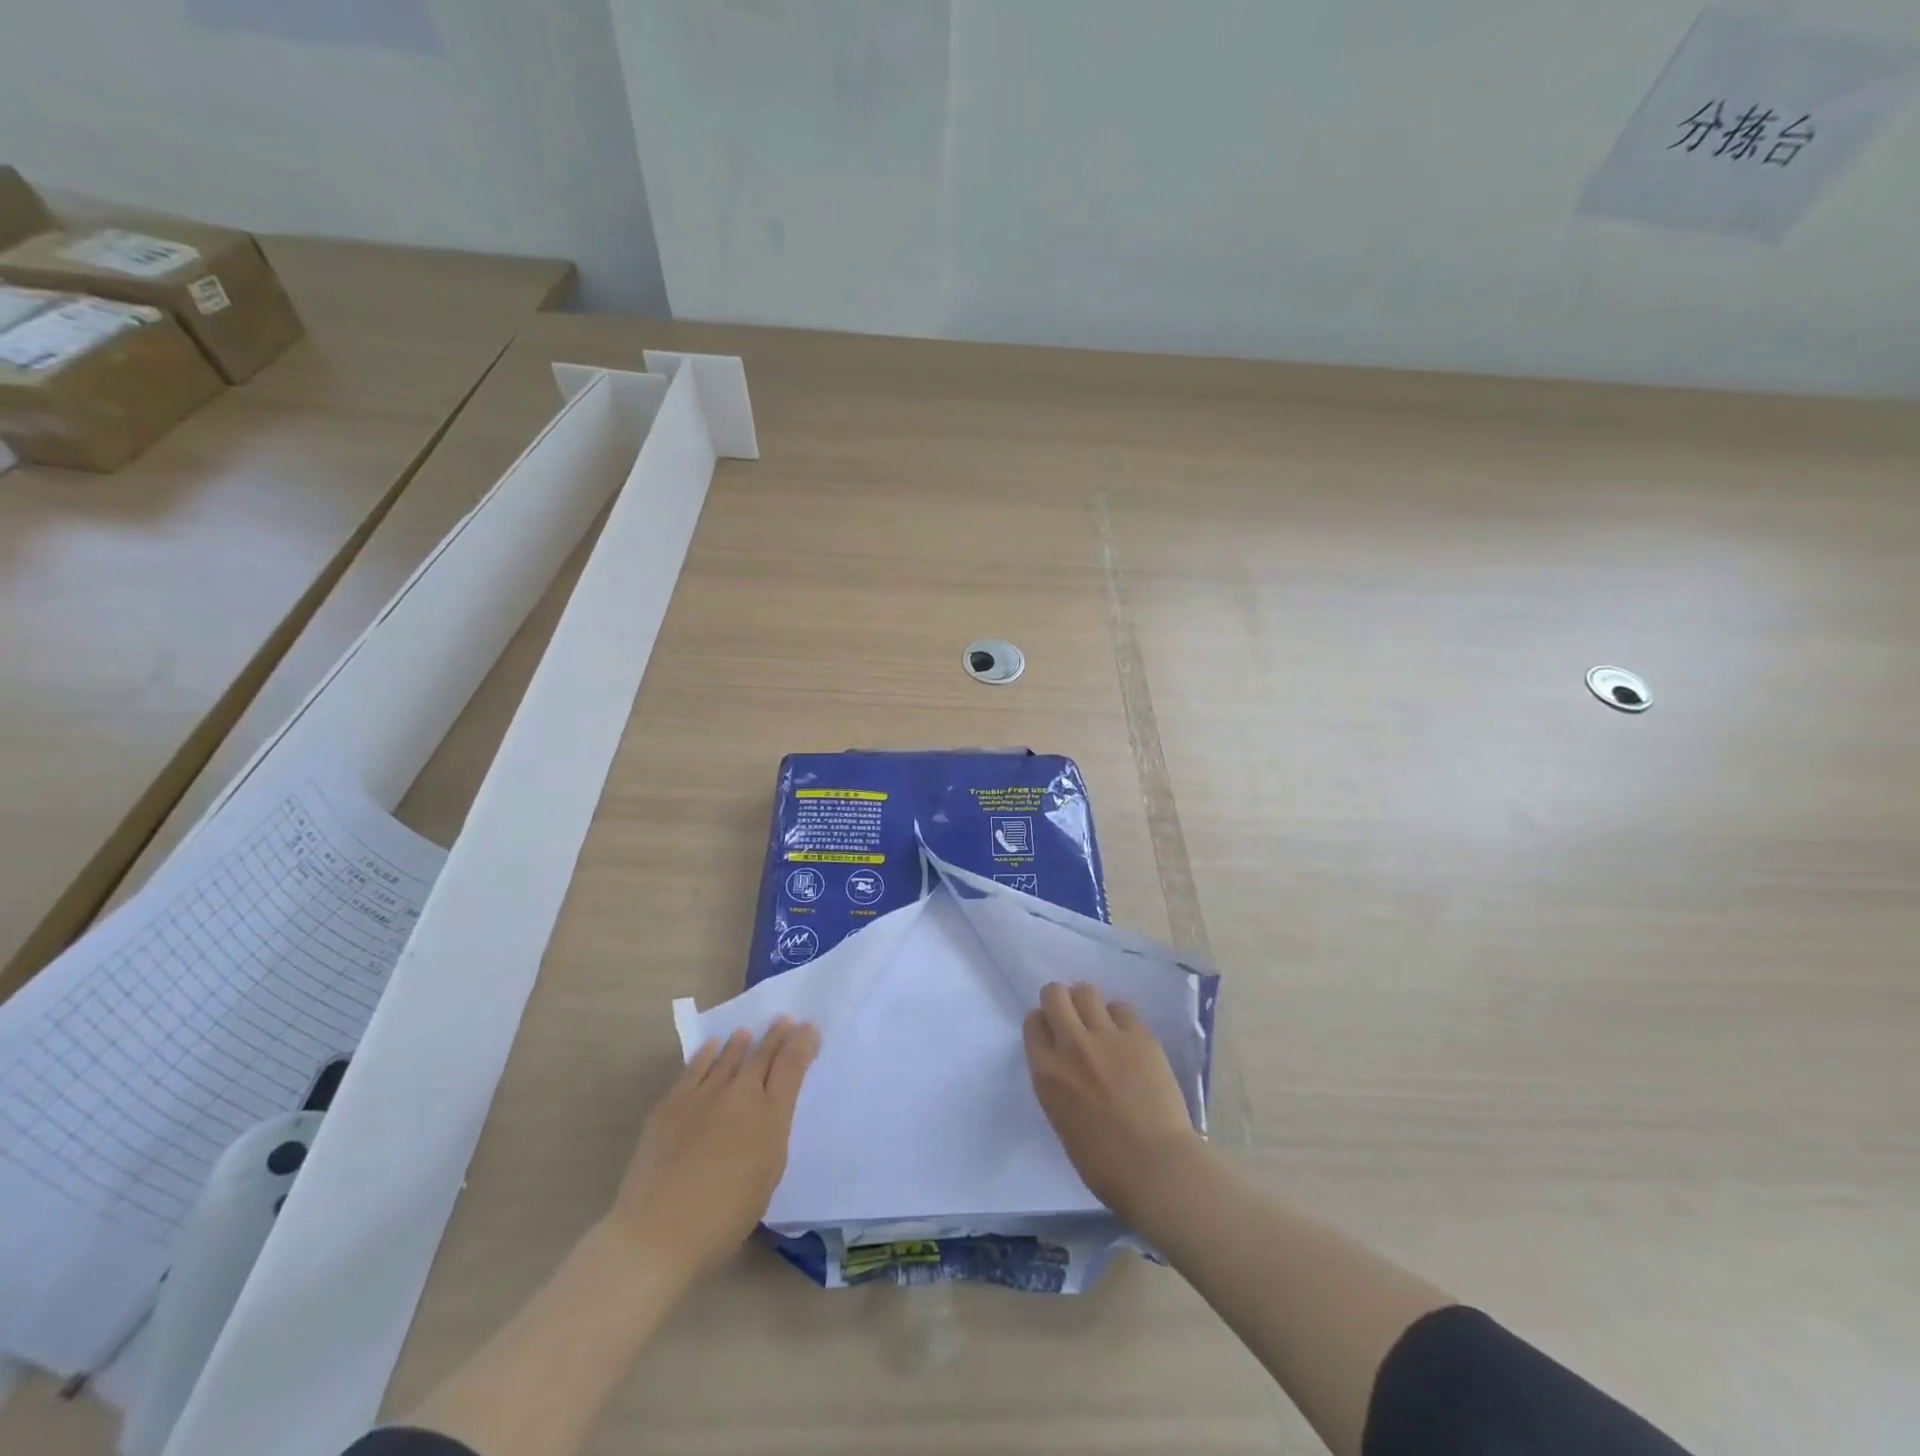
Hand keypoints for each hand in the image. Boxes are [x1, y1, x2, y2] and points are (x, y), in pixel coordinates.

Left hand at [605, 1017, 819, 1278]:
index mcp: (770, 1117)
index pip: (792, 1065)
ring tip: (747, 1032)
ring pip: (728, 1056)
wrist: (657, 1233)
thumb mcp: (767, 1175)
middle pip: (763, 1054)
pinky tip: (712, 1046)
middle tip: (784, 1020)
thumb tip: (771, 1108)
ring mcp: (703, 1095)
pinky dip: (707, 1053)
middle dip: (776, 1035)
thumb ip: (772, 1133)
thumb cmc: (723, 1218)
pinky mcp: (672, 1102)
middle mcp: (740, 1095)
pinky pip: (695, 1067)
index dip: (802, 1043)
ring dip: (742, 1042)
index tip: (808, 1028)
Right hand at [1024, 981, 1205, 1224]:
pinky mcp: (1139, 1035)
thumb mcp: (1061, 1119)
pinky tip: (1128, 1039)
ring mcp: (1107, 1036)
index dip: (1043, 1024)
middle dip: (1060, 1001)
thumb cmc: (1104, 1163)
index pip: (1033, 1022)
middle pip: (1055, 994)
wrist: (1156, 1167)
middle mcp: (1071, 1045)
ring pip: (1086, 991)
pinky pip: (1122, 1008)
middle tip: (1073, 1020)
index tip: (1053, 1034)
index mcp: (1046, 1073)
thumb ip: (1058, 1083)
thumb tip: (1067, 1067)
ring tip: (1101, 1025)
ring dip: (1089, 1004)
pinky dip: (1120, 1019)